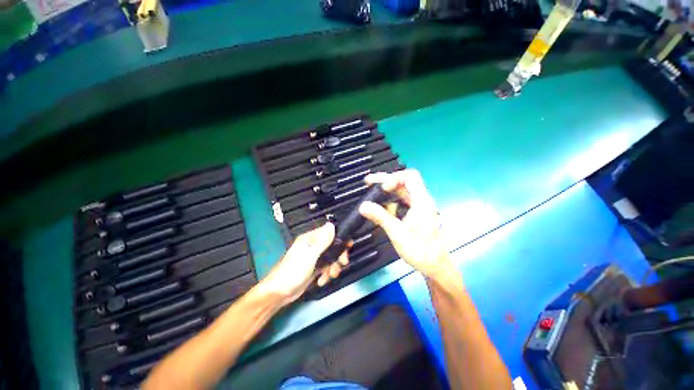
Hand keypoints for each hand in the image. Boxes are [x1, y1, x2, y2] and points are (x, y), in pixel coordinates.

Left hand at [258, 223, 348, 303]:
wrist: (279, 294)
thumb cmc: (293, 272)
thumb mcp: (309, 255)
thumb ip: (322, 241)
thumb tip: (331, 224)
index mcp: (310, 239)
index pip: (328, 232)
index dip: (339, 238)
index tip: (348, 246)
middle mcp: (313, 246)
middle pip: (332, 246)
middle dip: (338, 255)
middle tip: (342, 263)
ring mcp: (314, 258)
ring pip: (331, 258)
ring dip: (333, 267)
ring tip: (330, 275)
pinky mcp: (314, 269)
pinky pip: (326, 268)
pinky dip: (326, 274)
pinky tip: (321, 281)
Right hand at [359, 170, 451, 278]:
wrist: (433, 265)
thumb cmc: (419, 250)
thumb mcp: (397, 233)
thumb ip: (381, 217)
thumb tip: (363, 206)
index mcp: (421, 201)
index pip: (410, 177)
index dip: (395, 178)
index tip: (382, 188)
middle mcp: (420, 200)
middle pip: (404, 182)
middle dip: (386, 180)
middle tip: (368, 182)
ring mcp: (417, 207)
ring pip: (401, 191)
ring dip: (386, 190)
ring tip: (370, 191)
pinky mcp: (413, 213)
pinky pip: (400, 201)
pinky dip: (389, 200)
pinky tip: (379, 205)